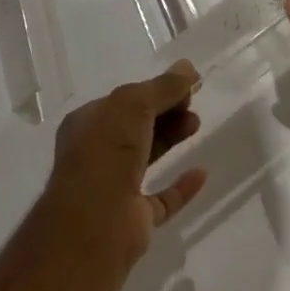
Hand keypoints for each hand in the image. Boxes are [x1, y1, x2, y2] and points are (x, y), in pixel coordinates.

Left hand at [41, 61, 208, 267]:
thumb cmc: (106, 151)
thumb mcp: (133, 105)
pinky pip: (161, 198)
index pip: (124, 100)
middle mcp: (97, 152)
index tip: (185, 85)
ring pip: (147, 157)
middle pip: (137, 126)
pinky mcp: (133, 219)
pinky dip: (181, 186)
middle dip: (165, 112)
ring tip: (196, 124)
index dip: (154, 91)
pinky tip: (201, 173)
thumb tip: (188, 67)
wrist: (94, 223)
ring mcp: (114, 187)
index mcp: (88, 123)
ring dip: (171, 138)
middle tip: (192, 105)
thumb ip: (162, 87)